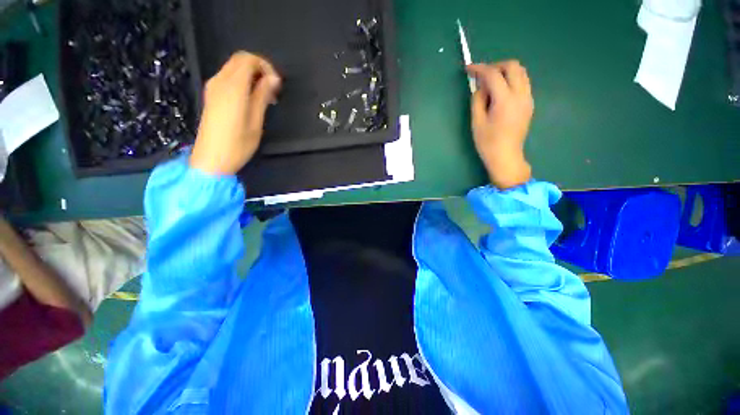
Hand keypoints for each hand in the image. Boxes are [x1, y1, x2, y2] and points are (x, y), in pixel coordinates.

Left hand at [190, 52, 281, 174]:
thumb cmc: (238, 144)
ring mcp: (213, 87)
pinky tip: (252, 98)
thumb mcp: (256, 121)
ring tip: (265, 96)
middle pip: (239, 60)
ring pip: (233, 68)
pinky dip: (242, 81)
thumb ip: (263, 96)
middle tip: (273, 89)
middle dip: (259, 69)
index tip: (277, 84)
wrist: (211, 158)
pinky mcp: (211, 95)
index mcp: (232, 87)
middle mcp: (219, 81)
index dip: (265, 66)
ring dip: (251, 75)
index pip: (247, 59)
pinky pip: (228, 77)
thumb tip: (273, 79)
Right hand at [466, 61, 532, 189]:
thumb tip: (480, 87)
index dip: (479, 68)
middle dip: (495, 66)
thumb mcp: (476, 122)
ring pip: (520, 72)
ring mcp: (527, 98)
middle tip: (482, 77)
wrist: (506, 156)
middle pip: (512, 66)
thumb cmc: (487, 142)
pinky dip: (511, 80)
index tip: (468, 69)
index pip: (493, 74)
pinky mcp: (529, 103)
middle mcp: (520, 94)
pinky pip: (522, 82)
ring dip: (505, 72)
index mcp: (505, 100)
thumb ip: (477, 100)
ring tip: (490, 84)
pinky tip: (500, 93)